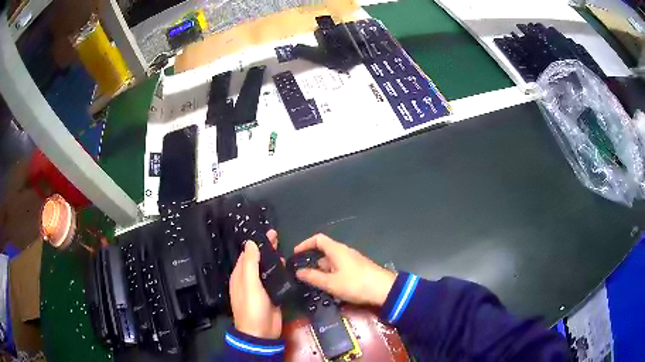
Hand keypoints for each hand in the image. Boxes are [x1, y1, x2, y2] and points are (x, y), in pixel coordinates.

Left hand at [229, 230, 281, 338]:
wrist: (261, 333)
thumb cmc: (252, 307)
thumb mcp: (249, 284)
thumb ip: (250, 263)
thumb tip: (250, 243)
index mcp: (241, 276)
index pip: (247, 254)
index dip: (256, 243)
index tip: (267, 233)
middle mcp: (250, 280)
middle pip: (258, 260)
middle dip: (266, 249)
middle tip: (277, 236)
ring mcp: (261, 288)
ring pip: (267, 270)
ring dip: (274, 260)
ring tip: (284, 249)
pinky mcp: (272, 295)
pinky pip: (276, 281)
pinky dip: (280, 272)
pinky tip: (288, 267)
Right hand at [294, 234, 395, 306]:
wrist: (385, 290)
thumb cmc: (356, 284)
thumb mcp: (331, 283)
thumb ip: (313, 277)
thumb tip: (298, 272)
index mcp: (337, 250)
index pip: (318, 239)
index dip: (305, 244)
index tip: (295, 254)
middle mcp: (344, 252)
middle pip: (324, 252)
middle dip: (312, 263)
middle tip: (303, 276)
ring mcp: (353, 261)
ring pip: (332, 263)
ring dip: (322, 272)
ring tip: (315, 286)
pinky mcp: (358, 269)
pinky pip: (340, 269)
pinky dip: (332, 276)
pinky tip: (331, 289)